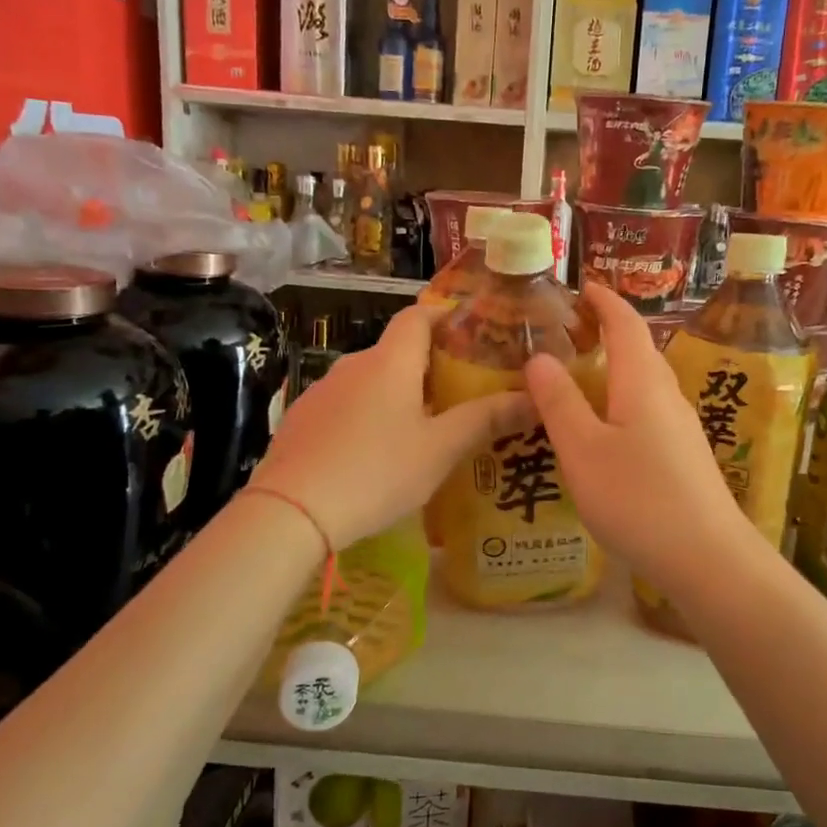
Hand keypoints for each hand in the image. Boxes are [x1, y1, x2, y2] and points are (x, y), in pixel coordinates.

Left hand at [249, 303, 529, 548]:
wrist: (290, 511)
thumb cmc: (376, 472)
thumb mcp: (440, 450)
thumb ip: (486, 420)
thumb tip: (535, 398)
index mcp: (390, 362)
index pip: (418, 315)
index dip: (444, 315)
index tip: (470, 329)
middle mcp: (353, 365)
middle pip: (396, 351)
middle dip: (429, 365)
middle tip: (461, 392)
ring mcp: (322, 392)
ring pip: (370, 381)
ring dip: (398, 394)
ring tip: (423, 428)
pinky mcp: (302, 420)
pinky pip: (346, 406)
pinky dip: (368, 416)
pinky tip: (377, 453)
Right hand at [523, 283, 752, 586]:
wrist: (708, 558)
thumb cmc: (639, 498)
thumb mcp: (583, 450)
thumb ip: (559, 403)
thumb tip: (538, 357)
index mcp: (643, 382)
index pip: (626, 323)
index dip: (604, 300)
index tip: (581, 286)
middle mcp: (667, 395)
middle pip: (639, 350)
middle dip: (608, 331)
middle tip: (570, 331)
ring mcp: (681, 427)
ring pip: (644, 383)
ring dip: (614, 369)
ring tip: (579, 377)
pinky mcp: (684, 456)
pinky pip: (648, 411)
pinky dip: (622, 401)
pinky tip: (604, 429)